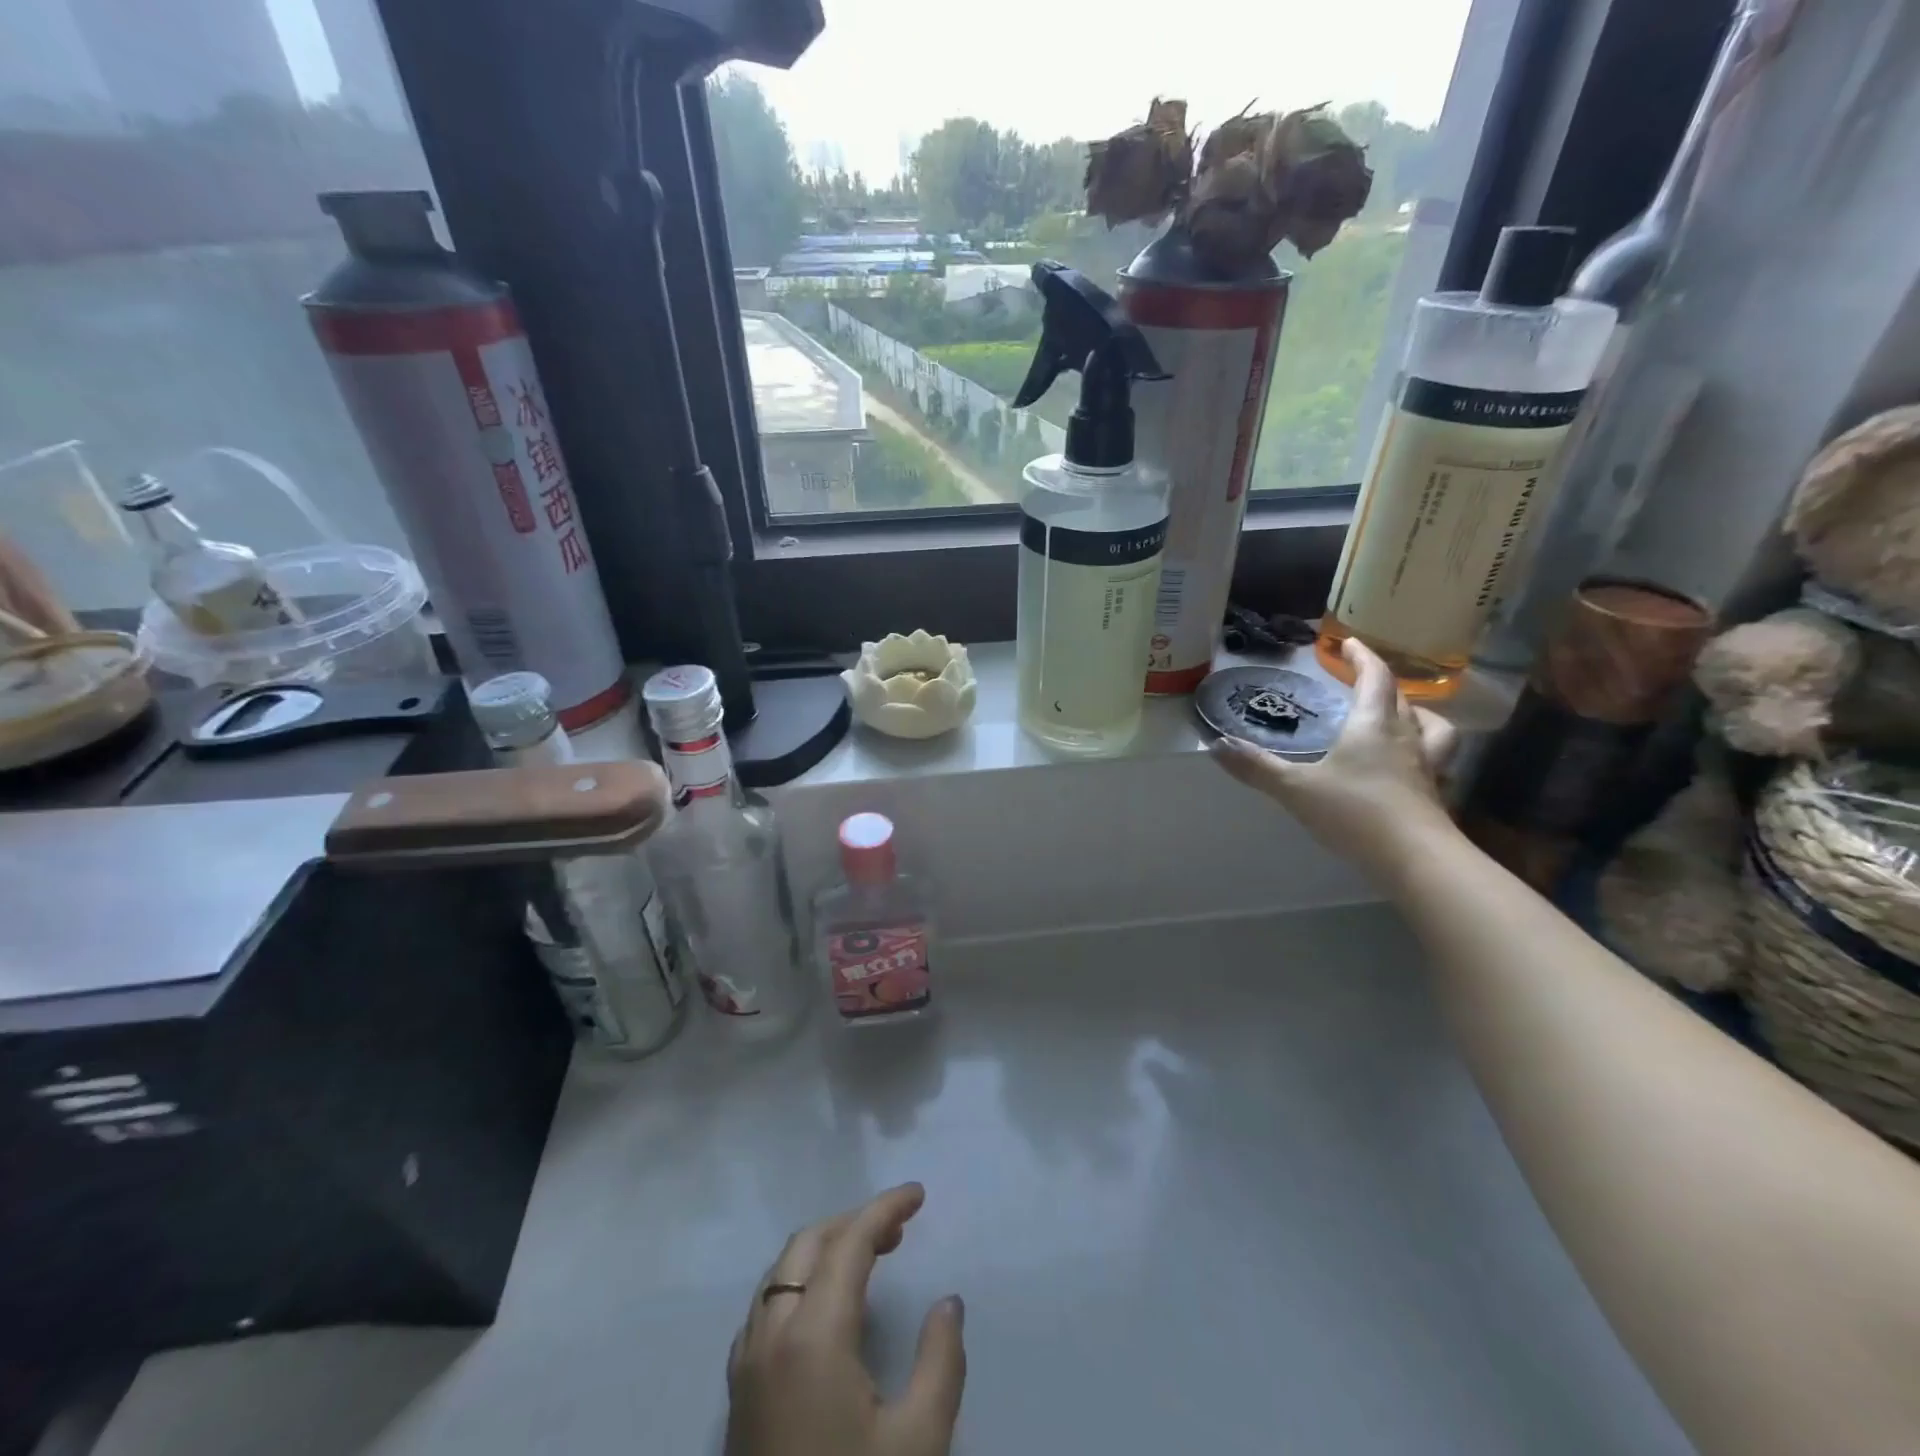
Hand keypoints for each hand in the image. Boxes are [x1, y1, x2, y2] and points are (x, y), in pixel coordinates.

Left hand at [725, 1183, 965, 1455]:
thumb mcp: (919, 1443)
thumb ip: (941, 1362)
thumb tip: (948, 1303)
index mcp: (812, 1335)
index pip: (849, 1243)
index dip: (885, 1209)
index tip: (919, 1194)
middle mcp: (770, 1334)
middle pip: (807, 1245)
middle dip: (854, 1222)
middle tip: (900, 1228)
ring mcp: (745, 1364)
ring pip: (780, 1272)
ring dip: (825, 1249)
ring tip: (870, 1259)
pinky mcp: (737, 1394)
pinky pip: (765, 1307)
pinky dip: (799, 1282)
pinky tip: (827, 1309)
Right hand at [1213, 637, 1459, 877]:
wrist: (1416, 860)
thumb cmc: (1355, 812)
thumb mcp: (1296, 788)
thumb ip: (1257, 767)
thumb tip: (1217, 745)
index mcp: (1373, 726)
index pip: (1375, 678)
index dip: (1362, 657)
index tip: (1349, 643)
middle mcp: (1405, 739)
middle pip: (1402, 700)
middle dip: (1382, 683)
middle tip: (1364, 679)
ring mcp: (1425, 768)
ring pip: (1431, 729)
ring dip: (1417, 715)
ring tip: (1402, 717)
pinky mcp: (1433, 796)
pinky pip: (1433, 762)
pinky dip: (1422, 755)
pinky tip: (1406, 769)